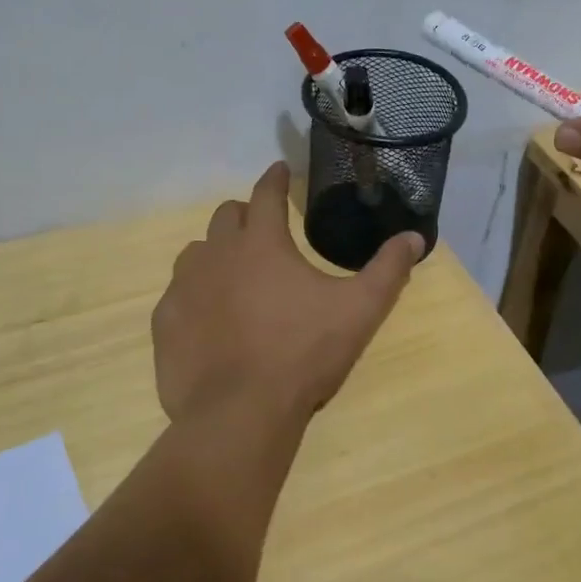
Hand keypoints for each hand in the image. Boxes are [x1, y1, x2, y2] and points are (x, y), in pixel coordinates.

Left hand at [152, 162, 423, 425]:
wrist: (240, 412)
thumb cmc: (304, 354)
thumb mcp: (359, 311)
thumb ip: (388, 271)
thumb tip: (414, 237)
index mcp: (262, 243)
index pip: (266, 193)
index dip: (275, 178)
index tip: (279, 169)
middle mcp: (217, 254)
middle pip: (225, 216)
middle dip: (244, 214)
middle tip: (259, 227)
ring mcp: (185, 287)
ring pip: (196, 252)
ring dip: (216, 252)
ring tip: (233, 272)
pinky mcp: (166, 322)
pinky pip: (177, 293)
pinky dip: (194, 294)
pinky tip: (207, 316)